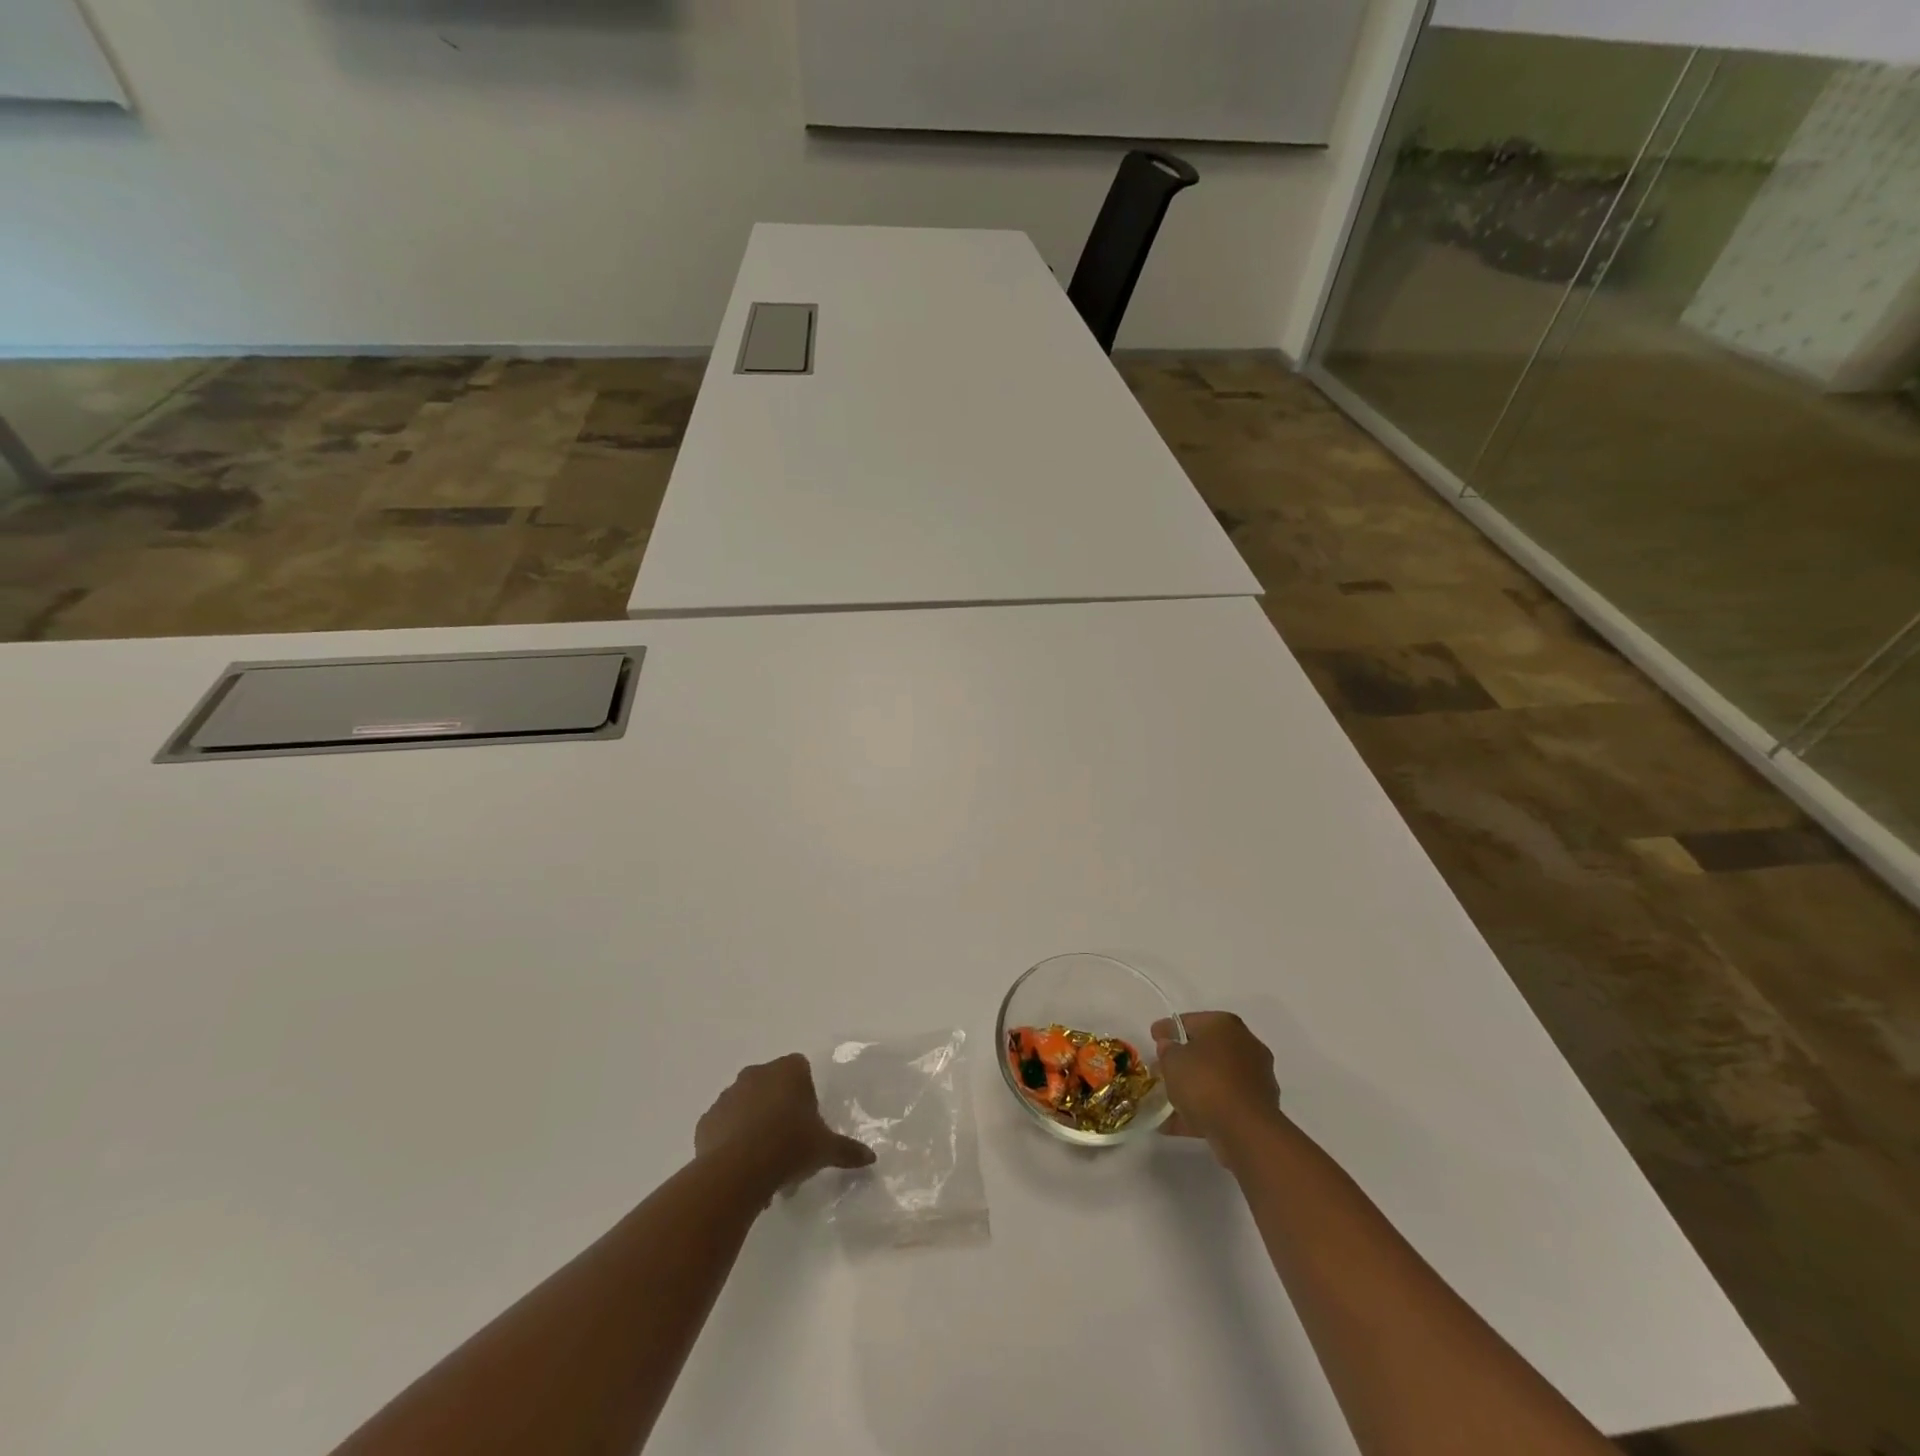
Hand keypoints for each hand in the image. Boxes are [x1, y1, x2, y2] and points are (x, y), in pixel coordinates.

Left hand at [695, 1053, 875, 1193]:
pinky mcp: (706, 1120)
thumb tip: (871, 1158)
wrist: (737, 1171)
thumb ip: (848, 1150)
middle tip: (788, 1143)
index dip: (805, 1094)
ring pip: (745, 1104)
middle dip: (778, 1108)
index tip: (808, 1122)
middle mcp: (756, 1073)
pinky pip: (723, 1126)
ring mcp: (728, 1095)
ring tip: (763, 1162)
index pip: (800, 1069)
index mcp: (788, 1070)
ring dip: (753, 1123)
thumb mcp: (825, 1149)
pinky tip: (740, 1167)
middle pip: (771, 1085)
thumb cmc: (789, 1147)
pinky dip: (730, 1139)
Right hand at [1152, 1011, 1283, 1164]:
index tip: (1154, 1037)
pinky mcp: (1260, 1108)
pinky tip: (1181, 1123)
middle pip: (1207, 1049)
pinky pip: (1224, 1102)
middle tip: (1162, 1069)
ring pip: (1217, 1078)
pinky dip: (1205, 1109)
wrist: (1246, 1130)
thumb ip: (1167, 1050)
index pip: (1190, 1021)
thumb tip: (1171, 1047)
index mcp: (1225, 1024)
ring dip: (1195, 1087)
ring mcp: (1257, 1077)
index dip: (1168, 1029)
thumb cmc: (1205, 1082)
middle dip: (1184, 1060)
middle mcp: (1246, 1044)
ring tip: (1168, 1102)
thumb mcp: (1172, 1061)